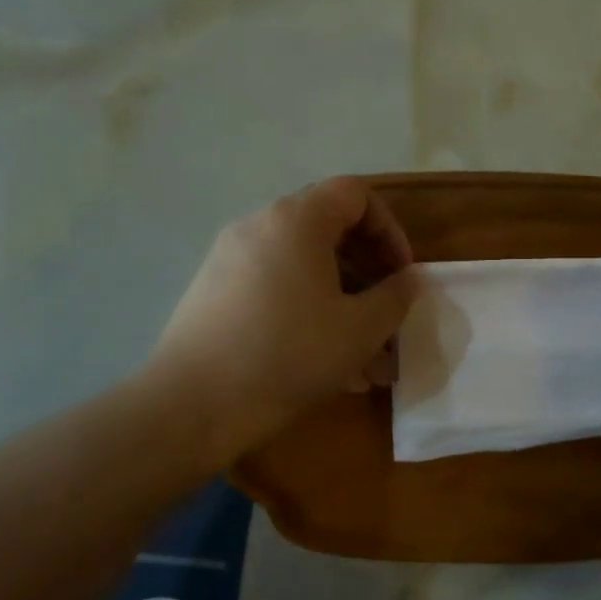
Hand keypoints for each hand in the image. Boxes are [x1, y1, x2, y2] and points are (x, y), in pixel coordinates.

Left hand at [150, 177, 418, 467]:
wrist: (191, 404)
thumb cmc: (288, 355)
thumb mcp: (360, 329)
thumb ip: (395, 297)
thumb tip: (409, 280)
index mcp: (296, 219)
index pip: (355, 194)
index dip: (389, 229)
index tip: (401, 274)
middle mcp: (259, 225)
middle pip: (327, 226)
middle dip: (367, 267)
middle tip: (385, 310)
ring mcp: (230, 257)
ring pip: (302, 264)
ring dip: (340, 297)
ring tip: (363, 352)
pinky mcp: (214, 289)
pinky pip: (274, 284)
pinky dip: (306, 307)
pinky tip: (323, 359)